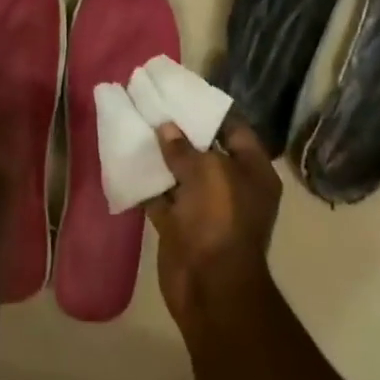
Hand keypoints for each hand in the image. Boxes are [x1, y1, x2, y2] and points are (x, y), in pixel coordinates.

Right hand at [145, 117, 281, 327]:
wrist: (209, 287)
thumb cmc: (220, 219)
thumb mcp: (206, 172)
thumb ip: (183, 147)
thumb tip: (166, 127)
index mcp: (253, 172)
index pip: (234, 130)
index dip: (210, 110)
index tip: (183, 92)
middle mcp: (232, 186)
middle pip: (205, 150)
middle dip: (180, 131)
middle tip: (153, 104)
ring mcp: (205, 207)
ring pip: (180, 173)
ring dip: (160, 155)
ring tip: (136, 123)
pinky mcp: (180, 224)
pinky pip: (162, 196)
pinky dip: (146, 182)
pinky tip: (126, 158)